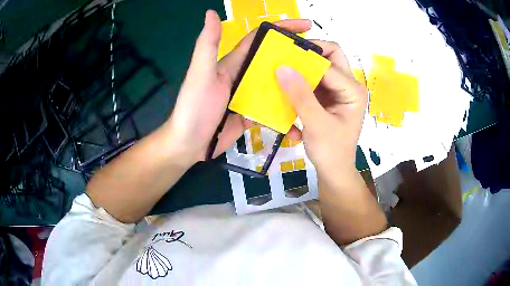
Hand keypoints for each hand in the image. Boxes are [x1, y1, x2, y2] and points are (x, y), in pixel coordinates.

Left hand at [164, 10, 311, 165]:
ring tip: (318, 88)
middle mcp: (242, 75)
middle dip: (294, 57)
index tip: (306, 26)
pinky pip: (271, 110)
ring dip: (294, 86)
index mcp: (233, 62)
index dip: (281, 29)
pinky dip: (283, 113)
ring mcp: (247, 96)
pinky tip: (299, 119)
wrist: (188, 144)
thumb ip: (208, 43)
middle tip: (319, 60)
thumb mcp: (201, 73)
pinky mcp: (250, 114)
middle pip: (273, 62)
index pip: (260, 39)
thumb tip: (211, 13)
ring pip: (275, 86)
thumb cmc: (193, 107)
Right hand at [276, 41, 366, 179]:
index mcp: (352, 90)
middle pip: (329, 57)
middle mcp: (348, 85)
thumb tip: (282, 67)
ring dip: (301, 69)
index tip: (281, 57)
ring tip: (282, 74)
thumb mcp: (316, 124)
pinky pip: (313, 81)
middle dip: (307, 55)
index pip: (328, 62)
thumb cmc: (331, 151)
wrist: (334, 171)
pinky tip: (288, 91)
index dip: (305, 57)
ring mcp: (338, 90)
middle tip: (284, 59)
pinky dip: (300, 83)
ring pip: (319, 67)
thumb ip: (300, 95)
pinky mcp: (327, 97)